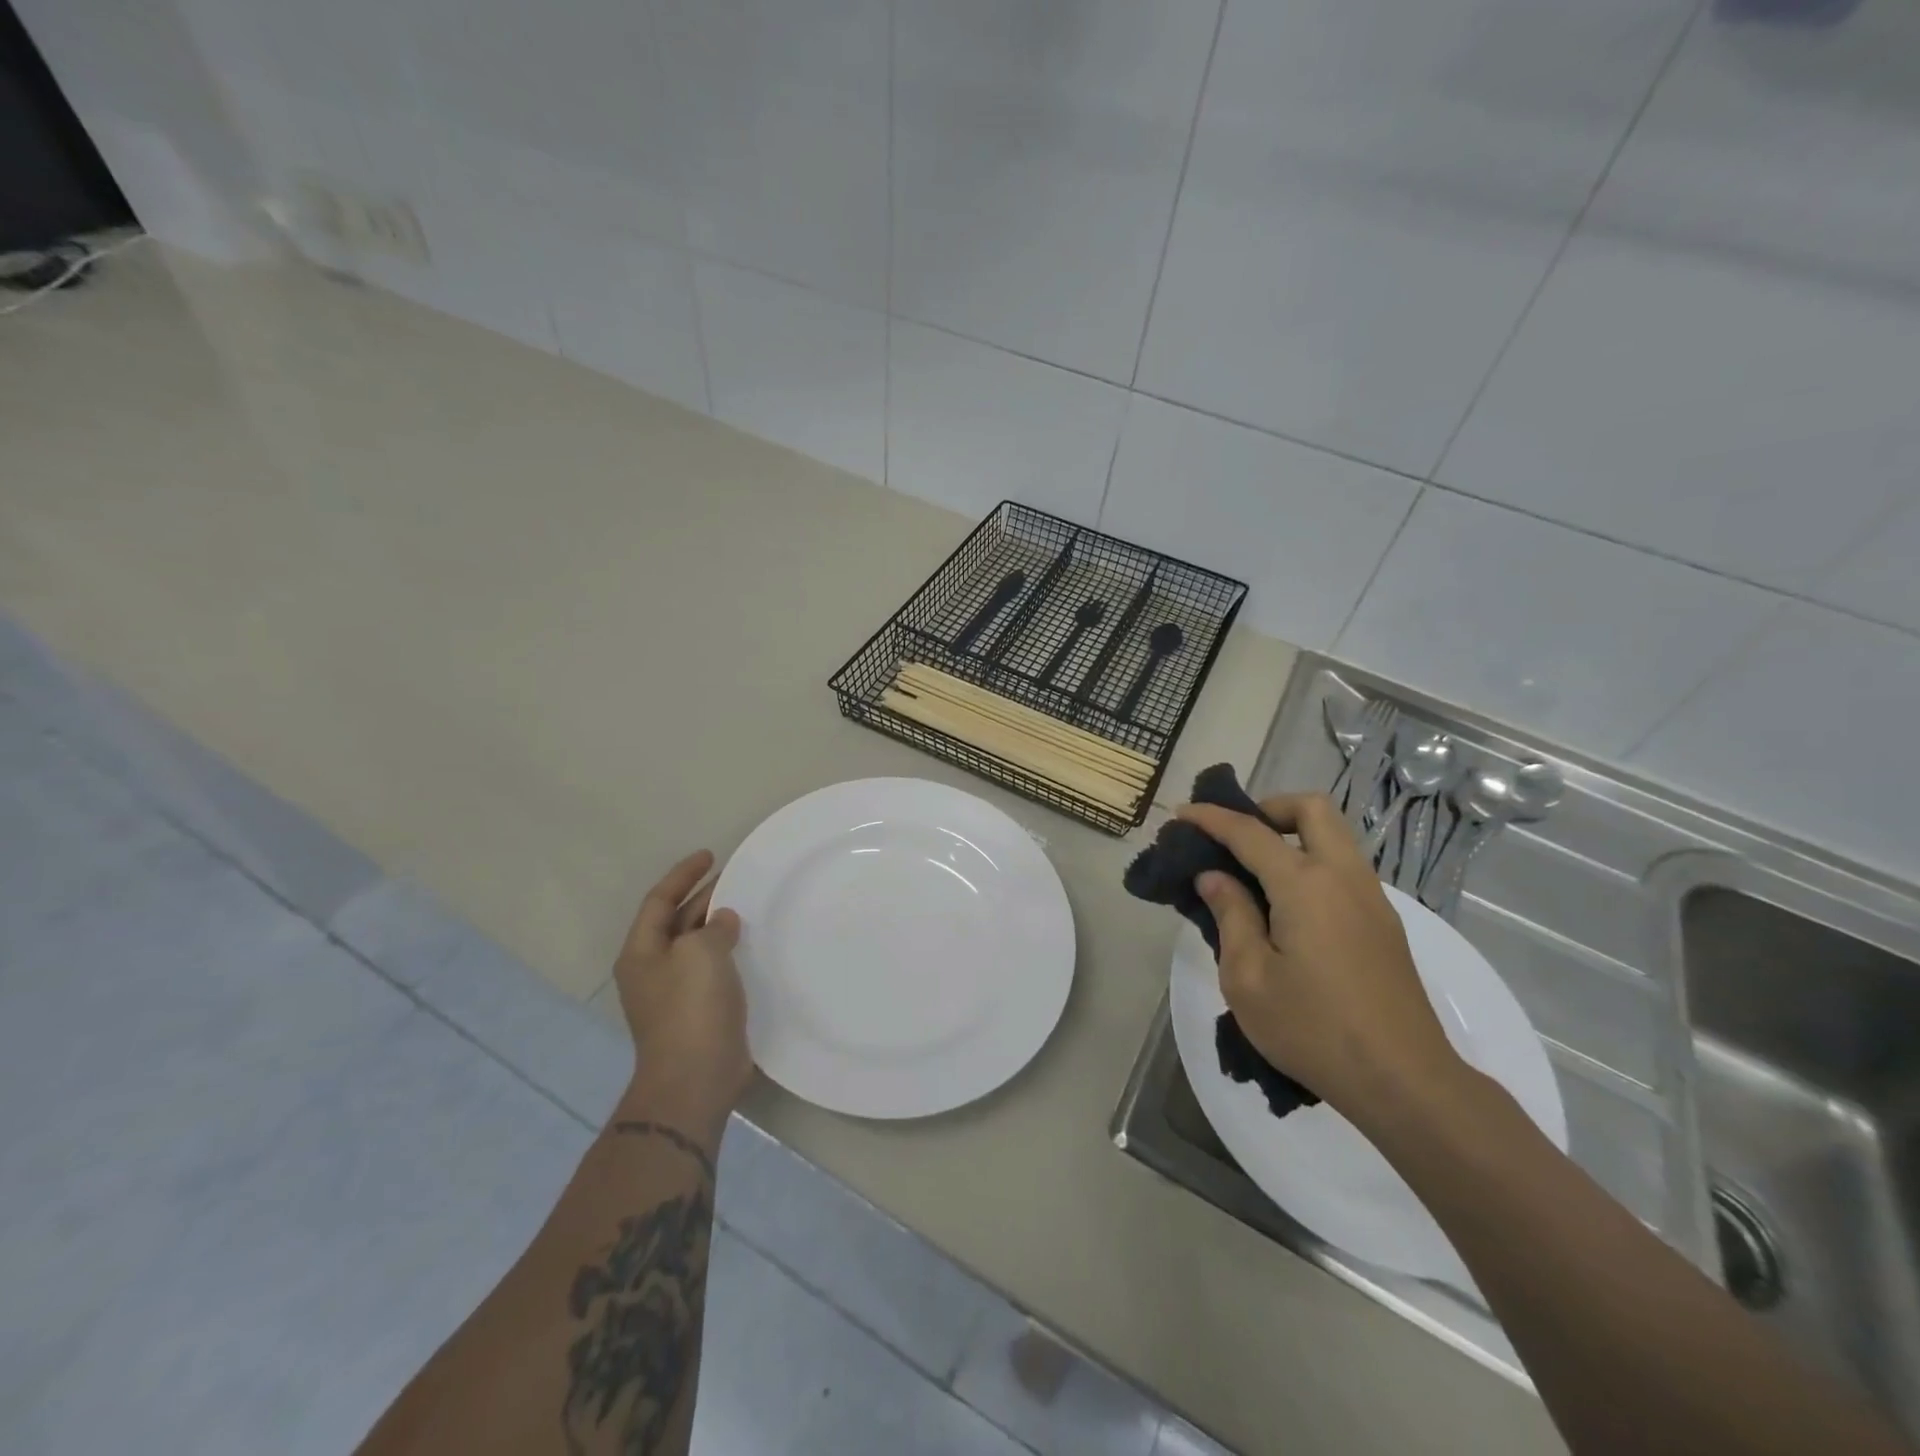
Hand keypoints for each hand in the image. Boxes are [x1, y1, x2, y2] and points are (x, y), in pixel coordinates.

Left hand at [613, 850, 751, 1125]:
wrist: (695, 1077)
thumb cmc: (691, 1008)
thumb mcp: (700, 952)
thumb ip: (713, 927)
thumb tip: (723, 921)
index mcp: (641, 952)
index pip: (659, 900)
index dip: (683, 874)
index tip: (710, 855)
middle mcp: (653, 969)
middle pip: (677, 921)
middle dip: (704, 897)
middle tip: (736, 877)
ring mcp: (675, 993)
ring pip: (697, 945)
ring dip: (719, 924)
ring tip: (748, 906)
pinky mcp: (699, 1011)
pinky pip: (713, 968)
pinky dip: (729, 951)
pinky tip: (752, 945)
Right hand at [1176, 793, 1467, 1127]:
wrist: (1404, 1082)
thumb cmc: (1313, 1029)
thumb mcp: (1248, 977)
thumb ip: (1230, 916)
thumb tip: (1215, 878)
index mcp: (1306, 884)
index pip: (1250, 832)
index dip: (1211, 818)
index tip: (1182, 815)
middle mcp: (1344, 877)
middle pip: (1312, 809)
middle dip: (1268, 808)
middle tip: (1234, 837)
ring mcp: (1371, 899)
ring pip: (1334, 837)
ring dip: (1292, 835)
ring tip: (1252, 872)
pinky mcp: (1383, 925)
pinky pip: (1343, 869)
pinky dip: (1310, 864)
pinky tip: (1285, 908)